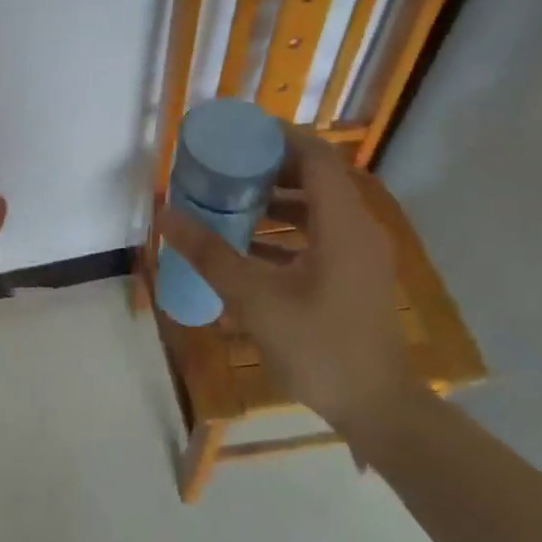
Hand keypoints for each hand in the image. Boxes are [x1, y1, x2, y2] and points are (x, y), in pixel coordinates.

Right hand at [159, 125, 410, 448]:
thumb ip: (210, 253)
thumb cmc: (318, 347)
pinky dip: (286, 232)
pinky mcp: (354, 277)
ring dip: (277, 201)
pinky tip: (248, 247)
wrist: (376, 408)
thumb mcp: (255, 299)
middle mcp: (358, 229)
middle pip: (317, 178)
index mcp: (342, 224)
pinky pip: (320, 237)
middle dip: (270, 168)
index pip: (317, 156)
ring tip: (230, 201)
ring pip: (318, 209)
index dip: (280, 137)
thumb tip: (165, 215)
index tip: (238, 133)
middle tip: (226, 167)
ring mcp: (360, 255)